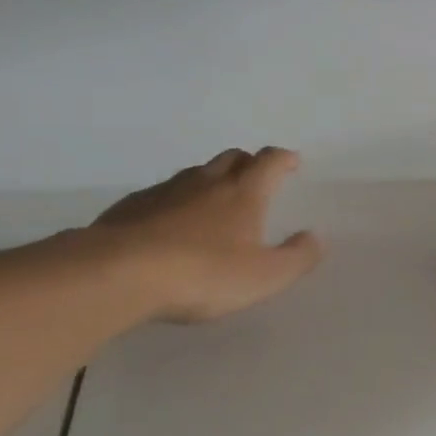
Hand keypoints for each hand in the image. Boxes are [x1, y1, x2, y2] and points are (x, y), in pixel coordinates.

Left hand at [88, 147, 322, 322]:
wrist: (120, 273)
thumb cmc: (203, 274)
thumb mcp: (263, 276)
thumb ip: (296, 257)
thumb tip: (315, 237)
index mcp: (243, 193)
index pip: (269, 162)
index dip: (284, 159)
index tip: (292, 162)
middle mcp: (206, 182)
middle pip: (232, 158)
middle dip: (249, 163)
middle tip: (256, 177)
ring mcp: (166, 190)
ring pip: (196, 173)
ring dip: (211, 179)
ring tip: (215, 200)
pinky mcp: (133, 206)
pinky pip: (163, 193)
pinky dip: (176, 200)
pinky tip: (170, 223)